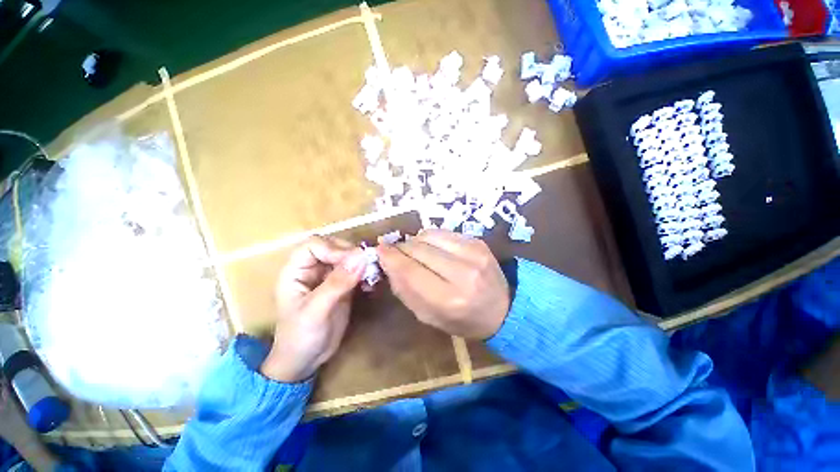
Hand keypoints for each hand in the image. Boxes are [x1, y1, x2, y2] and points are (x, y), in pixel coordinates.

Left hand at [260, 236, 366, 382]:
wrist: (305, 361)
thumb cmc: (300, 337)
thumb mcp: (316, 310)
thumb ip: (337, 283)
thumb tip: (361, 257)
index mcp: (296, 271)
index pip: (314, 245)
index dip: (333, 248)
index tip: (353, 260)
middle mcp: (312, 269)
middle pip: (333, 248)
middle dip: (351, 254)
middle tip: (367, 265)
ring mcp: (328, 277)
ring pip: (347, 258)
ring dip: (361, 263)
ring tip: (372, 273)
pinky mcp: (342, 286)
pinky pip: (355, 271)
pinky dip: (365, 273)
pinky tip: (371, 283)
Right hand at [377, 229, 510, 339]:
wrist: (502, 308)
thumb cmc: (461, 319)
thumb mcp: (428, 316)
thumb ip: (405, 289)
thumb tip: (388, 261)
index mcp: (448, 300)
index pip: (409, 270)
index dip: (390, 257)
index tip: (379, 250)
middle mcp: (462, 273)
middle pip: (418, 249)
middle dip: (401, 248)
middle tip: (397, 253)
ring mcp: (473, 253)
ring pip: (429, 235)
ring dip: (416, 242)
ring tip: (416, 252)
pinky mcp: (477, 242)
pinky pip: (443, 232)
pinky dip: (431, 238)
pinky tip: (433, 248)